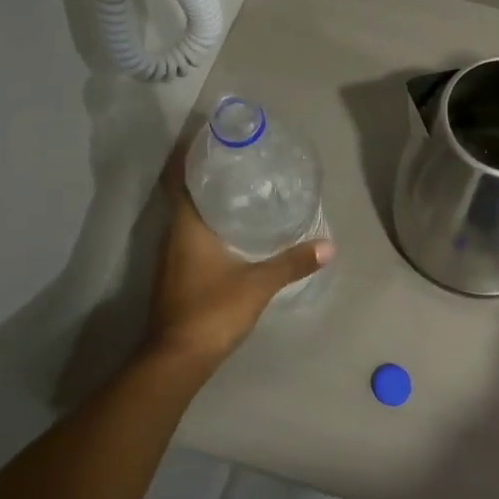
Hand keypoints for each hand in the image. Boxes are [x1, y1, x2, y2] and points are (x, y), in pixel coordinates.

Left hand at [142, 151, 334, 368]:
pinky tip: (228, 232)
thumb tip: (329, 246)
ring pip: (185, 219)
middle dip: (203, 177)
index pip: (178, 180)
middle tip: (233, 161)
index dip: (187, 157)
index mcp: (186, 228)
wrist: (177, 358)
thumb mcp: (258, 284)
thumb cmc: (212, 310)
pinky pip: (187, 239)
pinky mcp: (174, 277)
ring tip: (236, 190)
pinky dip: (204, 227)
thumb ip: (292, 263)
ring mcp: (169, 259)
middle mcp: (172, 237)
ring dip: (204, 203)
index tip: (206, 139)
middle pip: (182, 196)